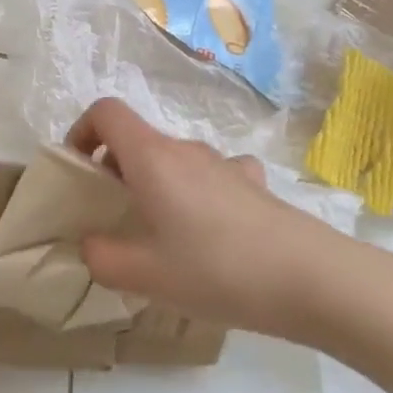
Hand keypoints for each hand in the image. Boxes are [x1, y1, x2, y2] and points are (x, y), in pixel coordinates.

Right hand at [66, 98, 346, 338]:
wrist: (313, 280)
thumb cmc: (216, 270)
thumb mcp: (143, 276)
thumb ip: (100, 257)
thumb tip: (91, 244)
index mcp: (151, 158)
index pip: (105, 112)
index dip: (81, 132)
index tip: (79, 173)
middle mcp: (185, 149)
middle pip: (137, 139)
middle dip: (114, 170)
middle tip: (114, 217)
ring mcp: (224, 163)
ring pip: (173, 160)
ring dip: (156, 184)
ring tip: (162, 232)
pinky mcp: (254, 183)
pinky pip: (213, 174)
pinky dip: (198, 191)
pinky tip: (210, 227)